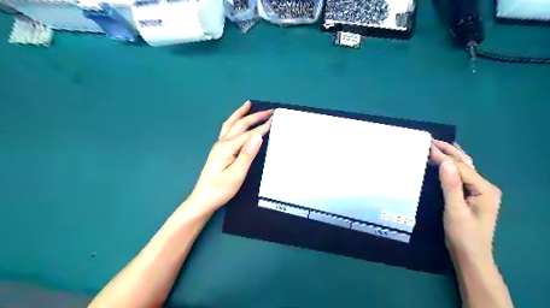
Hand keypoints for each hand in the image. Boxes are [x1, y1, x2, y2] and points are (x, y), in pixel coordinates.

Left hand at [186, 102, 272, 214]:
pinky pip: (227, 129)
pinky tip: (236, 121)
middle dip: (255, 116)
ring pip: (231, 124)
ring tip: (248, 104)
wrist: (203, 199)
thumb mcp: (237, 174)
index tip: (274, 119)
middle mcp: (222, 142)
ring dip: (241, 113)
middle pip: (240, 124)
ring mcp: (219, 145)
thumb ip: (247, 154)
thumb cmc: (221, 189)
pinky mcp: (218, 150)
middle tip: (269, 111)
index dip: (262, 127)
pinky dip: (234, 121)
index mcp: (228, 147)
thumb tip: (258, 136)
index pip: (249, 134)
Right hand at [430, 140, 501, 262]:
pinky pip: (461, 175)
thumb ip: (451, 186)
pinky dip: (452, 166)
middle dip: (449, 151)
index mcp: (484, 189)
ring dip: (452, 156)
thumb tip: (446, 162)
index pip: (460, 167)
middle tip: (432, 140)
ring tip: (439, 145)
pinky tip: (446, 162)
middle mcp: (485, 187)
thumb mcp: (455, 210)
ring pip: (465, 168)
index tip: (426, 146)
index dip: (443, 157)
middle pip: (465, 164)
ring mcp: (480, 191)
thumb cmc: (463, 234)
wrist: (470, 255)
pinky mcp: (472, 196)